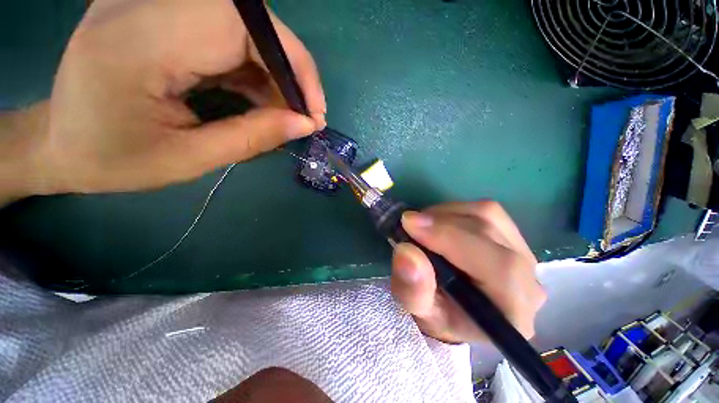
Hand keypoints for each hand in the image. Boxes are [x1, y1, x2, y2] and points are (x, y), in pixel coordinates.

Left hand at [21, 0, 324, 195]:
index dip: (293, 66)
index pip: (245, 28)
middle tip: (304, 116)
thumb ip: (254, 138)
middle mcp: (147, 5)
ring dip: (274, 74)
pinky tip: (260, 99)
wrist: (61, 142)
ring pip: (245, 29)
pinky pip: (229, 35)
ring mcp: (153, 4)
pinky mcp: (163, 14)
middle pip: (250, 23)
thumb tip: (305, 124)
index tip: (314, 111)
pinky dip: (254, 69)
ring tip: (284, 114)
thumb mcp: (190, 159)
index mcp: (141, 42)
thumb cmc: (113, 159)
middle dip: (289, 72)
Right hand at [391, 201, 545, 343]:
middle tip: (409, 224)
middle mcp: (529, 279)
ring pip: (489, 215)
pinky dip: (454, 211)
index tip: (410, 224)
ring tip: (422, 225)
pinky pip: (486, 212)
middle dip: (441, 222)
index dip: (450, 238)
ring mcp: (524, 254)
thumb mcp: (418, 312)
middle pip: (491, 232)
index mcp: (513, 311)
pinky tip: (438, 224)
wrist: (457, 313)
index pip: (498, 265)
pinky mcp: (512, 238)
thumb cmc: (439, 317)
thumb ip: (414, 290)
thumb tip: (406, 252)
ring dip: (446, 214)